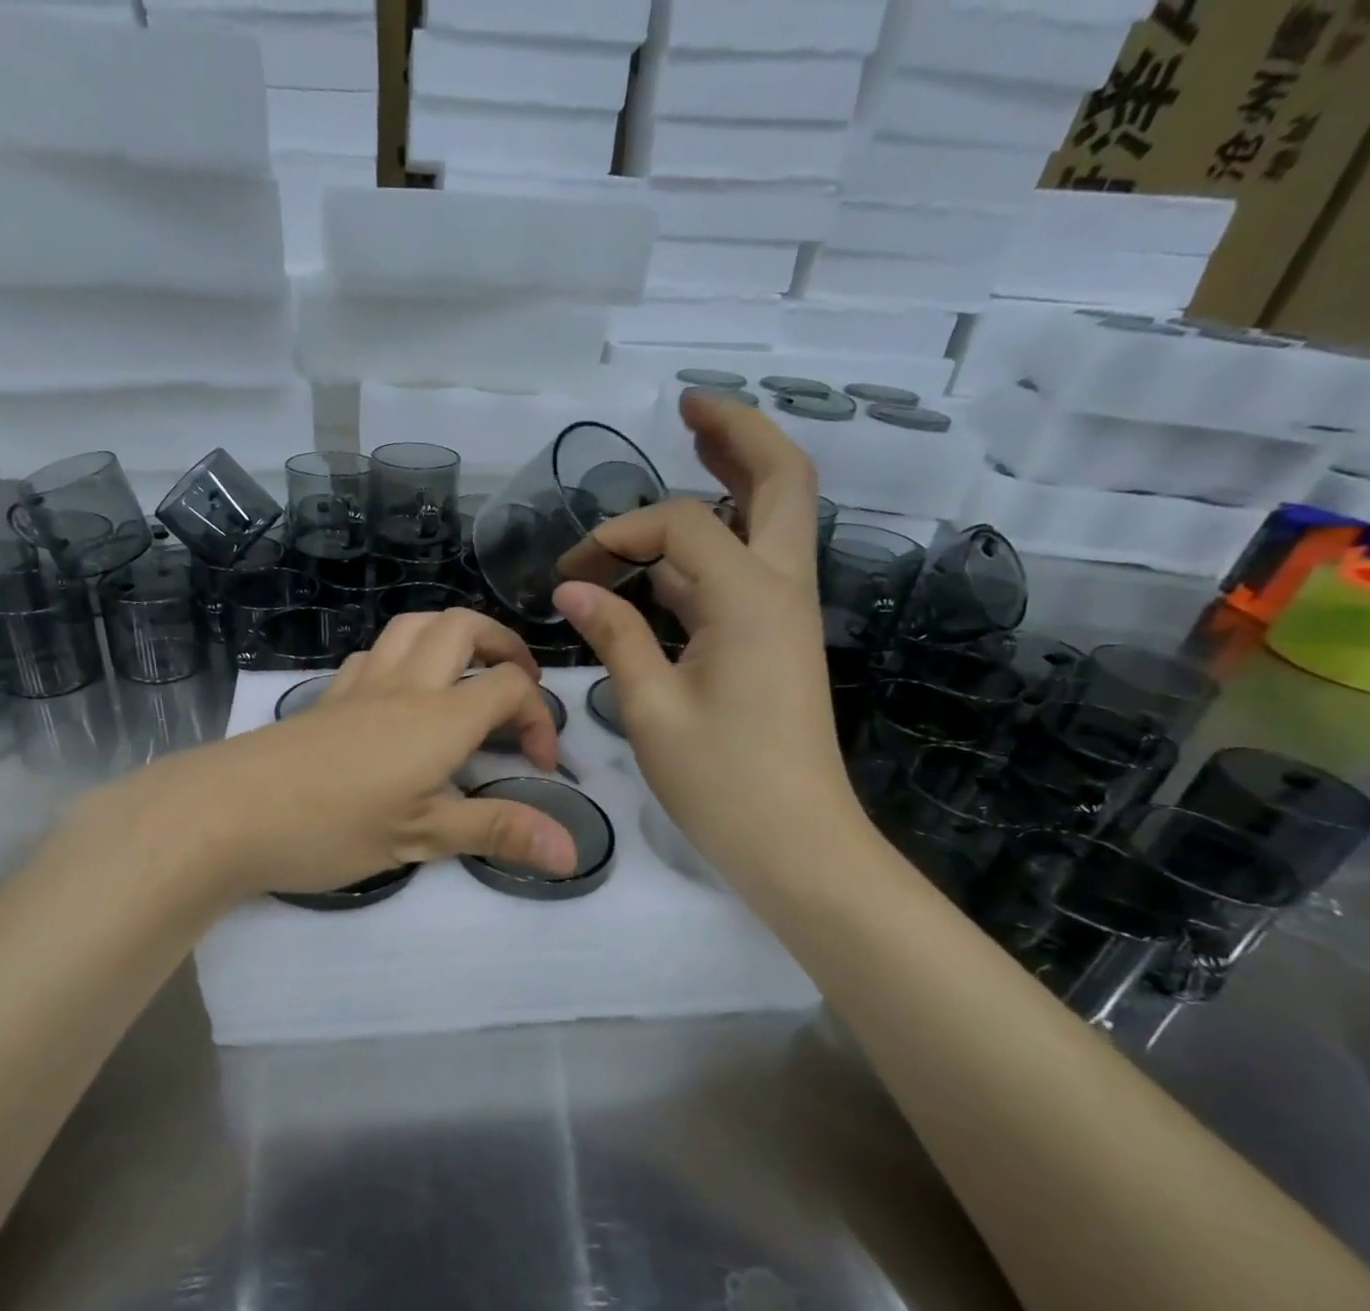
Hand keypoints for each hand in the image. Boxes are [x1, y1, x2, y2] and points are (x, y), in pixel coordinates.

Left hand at [77, 609, 578, 909]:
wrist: (228, 812)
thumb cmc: (333, 827)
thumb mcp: (422, 838)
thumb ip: (498, 833)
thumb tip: (572, 854)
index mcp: (440, 717)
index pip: (512, 688)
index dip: (540, 717)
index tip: (538, 765)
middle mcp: (406, 685)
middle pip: (464, 626)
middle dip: (503, 645)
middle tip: (515, 685)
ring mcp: (361, 685)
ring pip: (414, 626)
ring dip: (451, 637)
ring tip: (464, 676)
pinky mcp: (327, 697)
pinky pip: (374, 653)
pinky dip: (404, 656)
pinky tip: (399, 694)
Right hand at [553, 391, 868, 885]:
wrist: (797, 845)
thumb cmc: (723, 783)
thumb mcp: (651, 710)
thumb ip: (615, 637)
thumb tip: (572, 589)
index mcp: (749, 598)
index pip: (678, 525)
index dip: (617, 534)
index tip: (573, 575)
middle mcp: (780, 588)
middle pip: (783, 479)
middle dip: (738, 432)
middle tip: (688, 407)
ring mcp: (785, 613)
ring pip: (772, 519)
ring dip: (732, 480)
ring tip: (688, 447)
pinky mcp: (777, 640)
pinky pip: (749, 568)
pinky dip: (713, 544)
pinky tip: (669, 556)